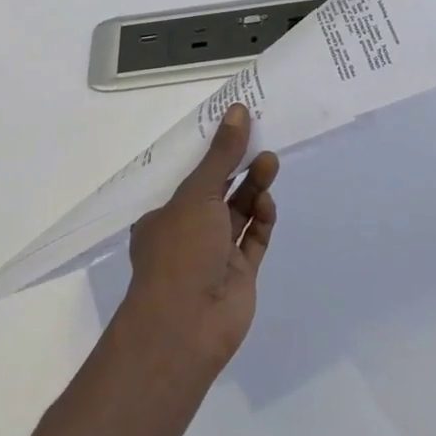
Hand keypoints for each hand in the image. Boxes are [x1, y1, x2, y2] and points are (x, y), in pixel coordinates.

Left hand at [120, 104, 278, 372]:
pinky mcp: (239, 275)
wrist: (186, 326)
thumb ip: (222, 154)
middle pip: (219, 193)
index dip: (213, 154)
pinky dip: (262, 220)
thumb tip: (238, 109)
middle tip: (261, 144)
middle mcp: (188, 234)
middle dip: (239, 169)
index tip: (236, 130)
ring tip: (271, 164)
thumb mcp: (198, 193)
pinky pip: (254, 240)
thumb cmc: (180, 251)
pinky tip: (268, 203)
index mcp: (165, 216)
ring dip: (254, 189)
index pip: (191, 178)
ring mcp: (214, 256)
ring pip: (239, 214)